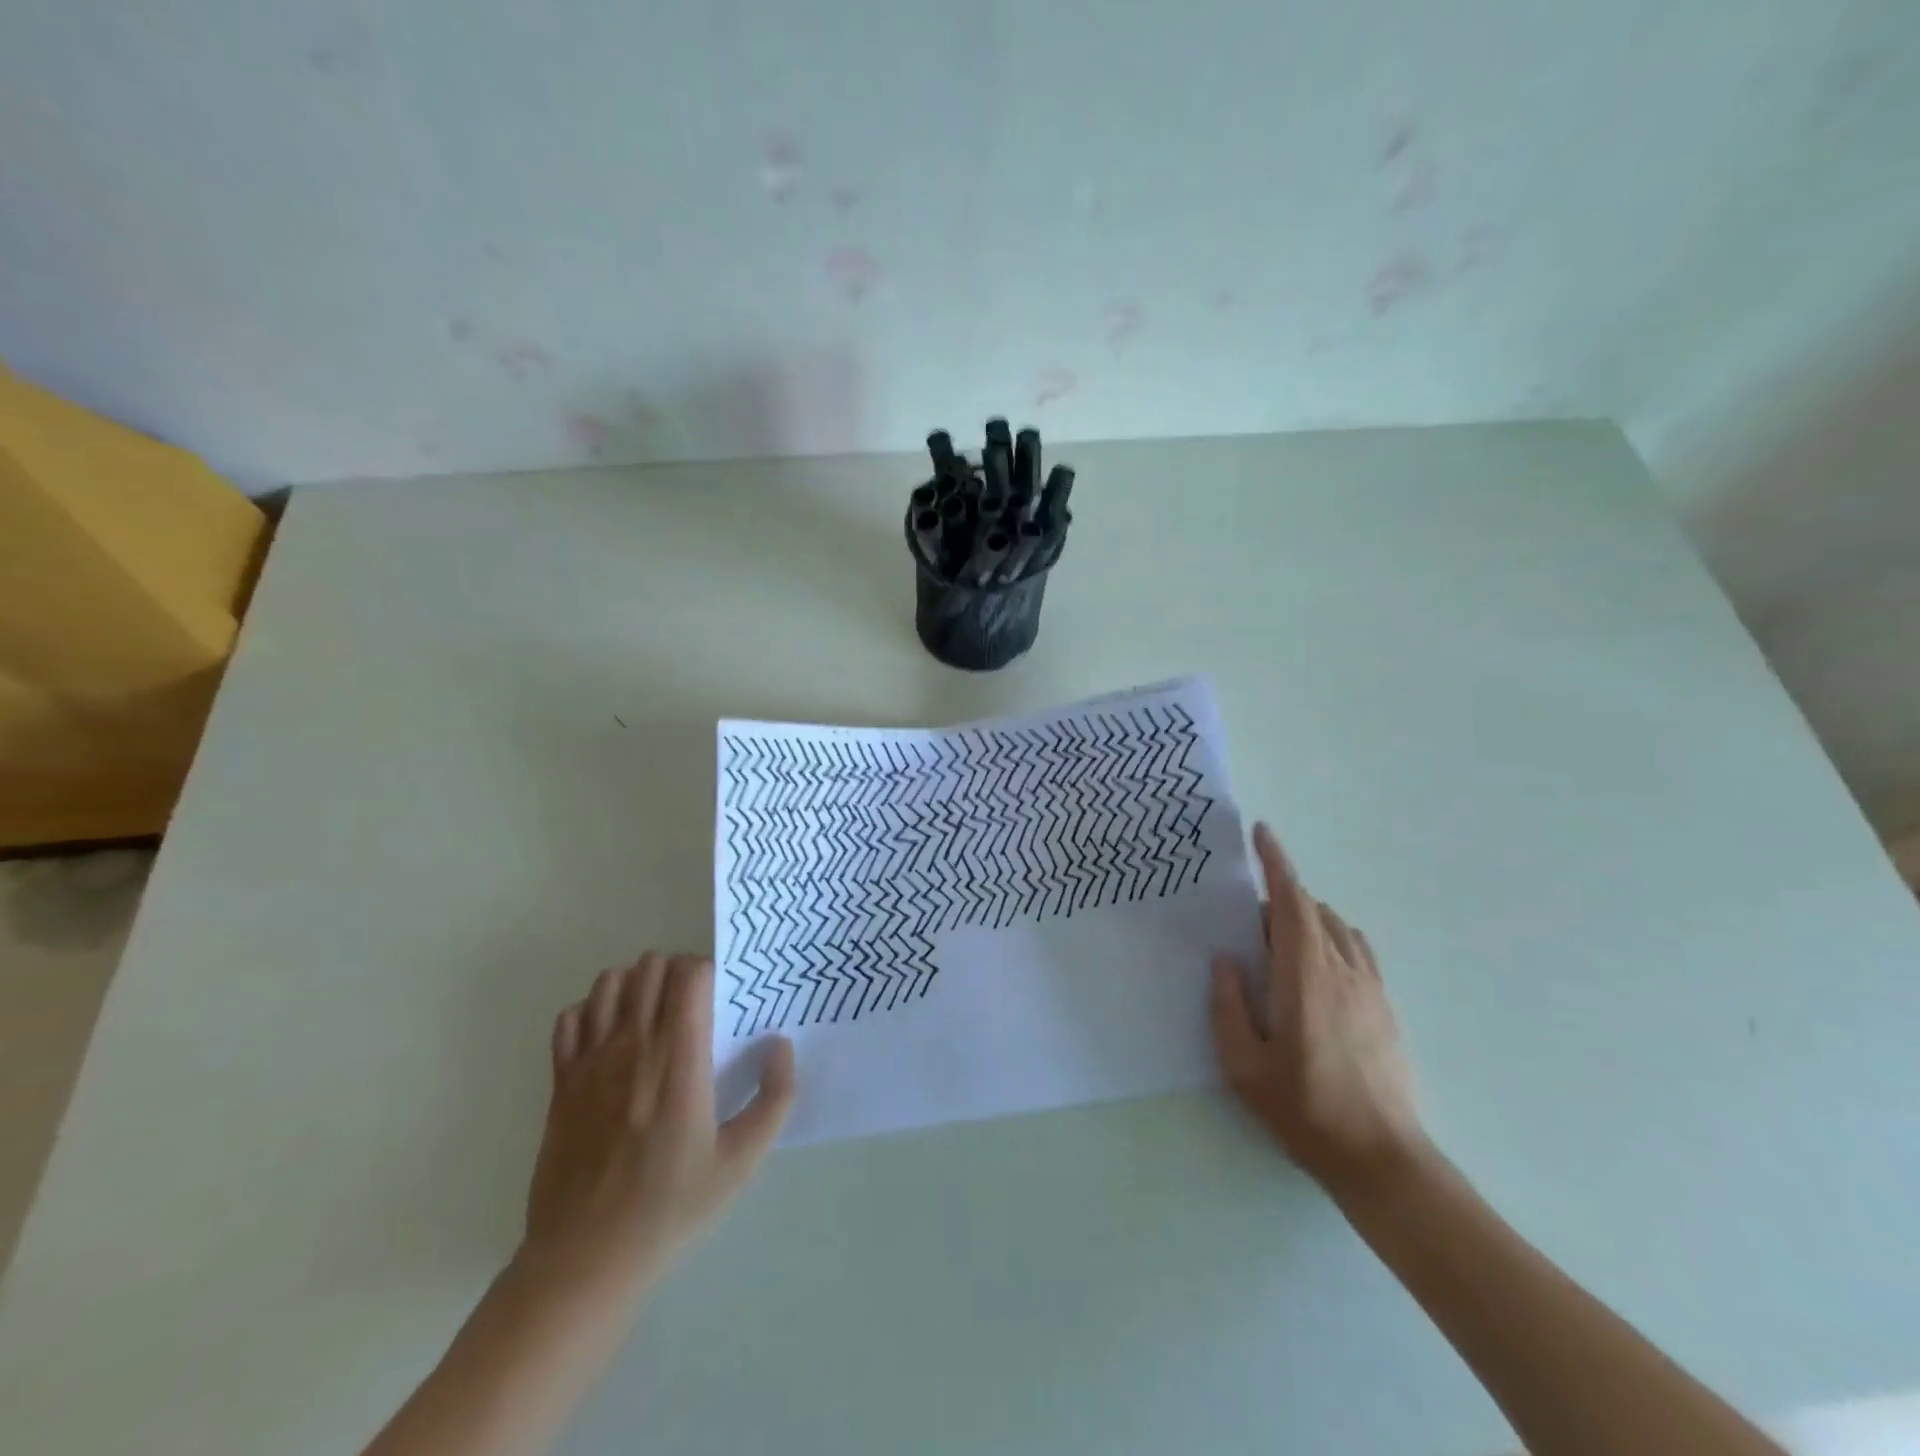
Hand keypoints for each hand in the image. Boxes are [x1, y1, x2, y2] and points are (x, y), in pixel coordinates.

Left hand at [518, 952, 795, 1313]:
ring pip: (610, 982)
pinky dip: (591, 1013)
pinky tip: (609, 1039)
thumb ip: (774, 1099)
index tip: (719, 998)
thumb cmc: (670, 1208)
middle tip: (691, 1004)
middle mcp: (633, 1045)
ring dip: (635, 985)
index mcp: (679, 1059)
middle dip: (676, 972)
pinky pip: (570, 1017)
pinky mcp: (560, 1081)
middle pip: (651, 966)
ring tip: (652, 1014)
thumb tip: (781, 1045)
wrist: (584, 1259)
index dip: (708, 971)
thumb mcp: (741, 1162)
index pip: (689, 974)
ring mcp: (589, 1061)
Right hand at [1210, 823, 1428, 1195]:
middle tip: (1248, 930)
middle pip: (1311, 909)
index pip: (1291, 901)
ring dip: (1305, 920)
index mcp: (1304, 974)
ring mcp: (1370, 986)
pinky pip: (1357, 949)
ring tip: (1278, 953)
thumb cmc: (1304, 1108)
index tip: (1261, 832)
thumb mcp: (1243, 1063)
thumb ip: (1228, 1004)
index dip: (1276, 862)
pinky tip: (1316, 969)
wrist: (1381, 1157)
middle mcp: (1342, 968)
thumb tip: (1226, 958)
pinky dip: (1332, 939)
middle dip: (1278, 902)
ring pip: (1336, 927)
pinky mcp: (1385, 1005)